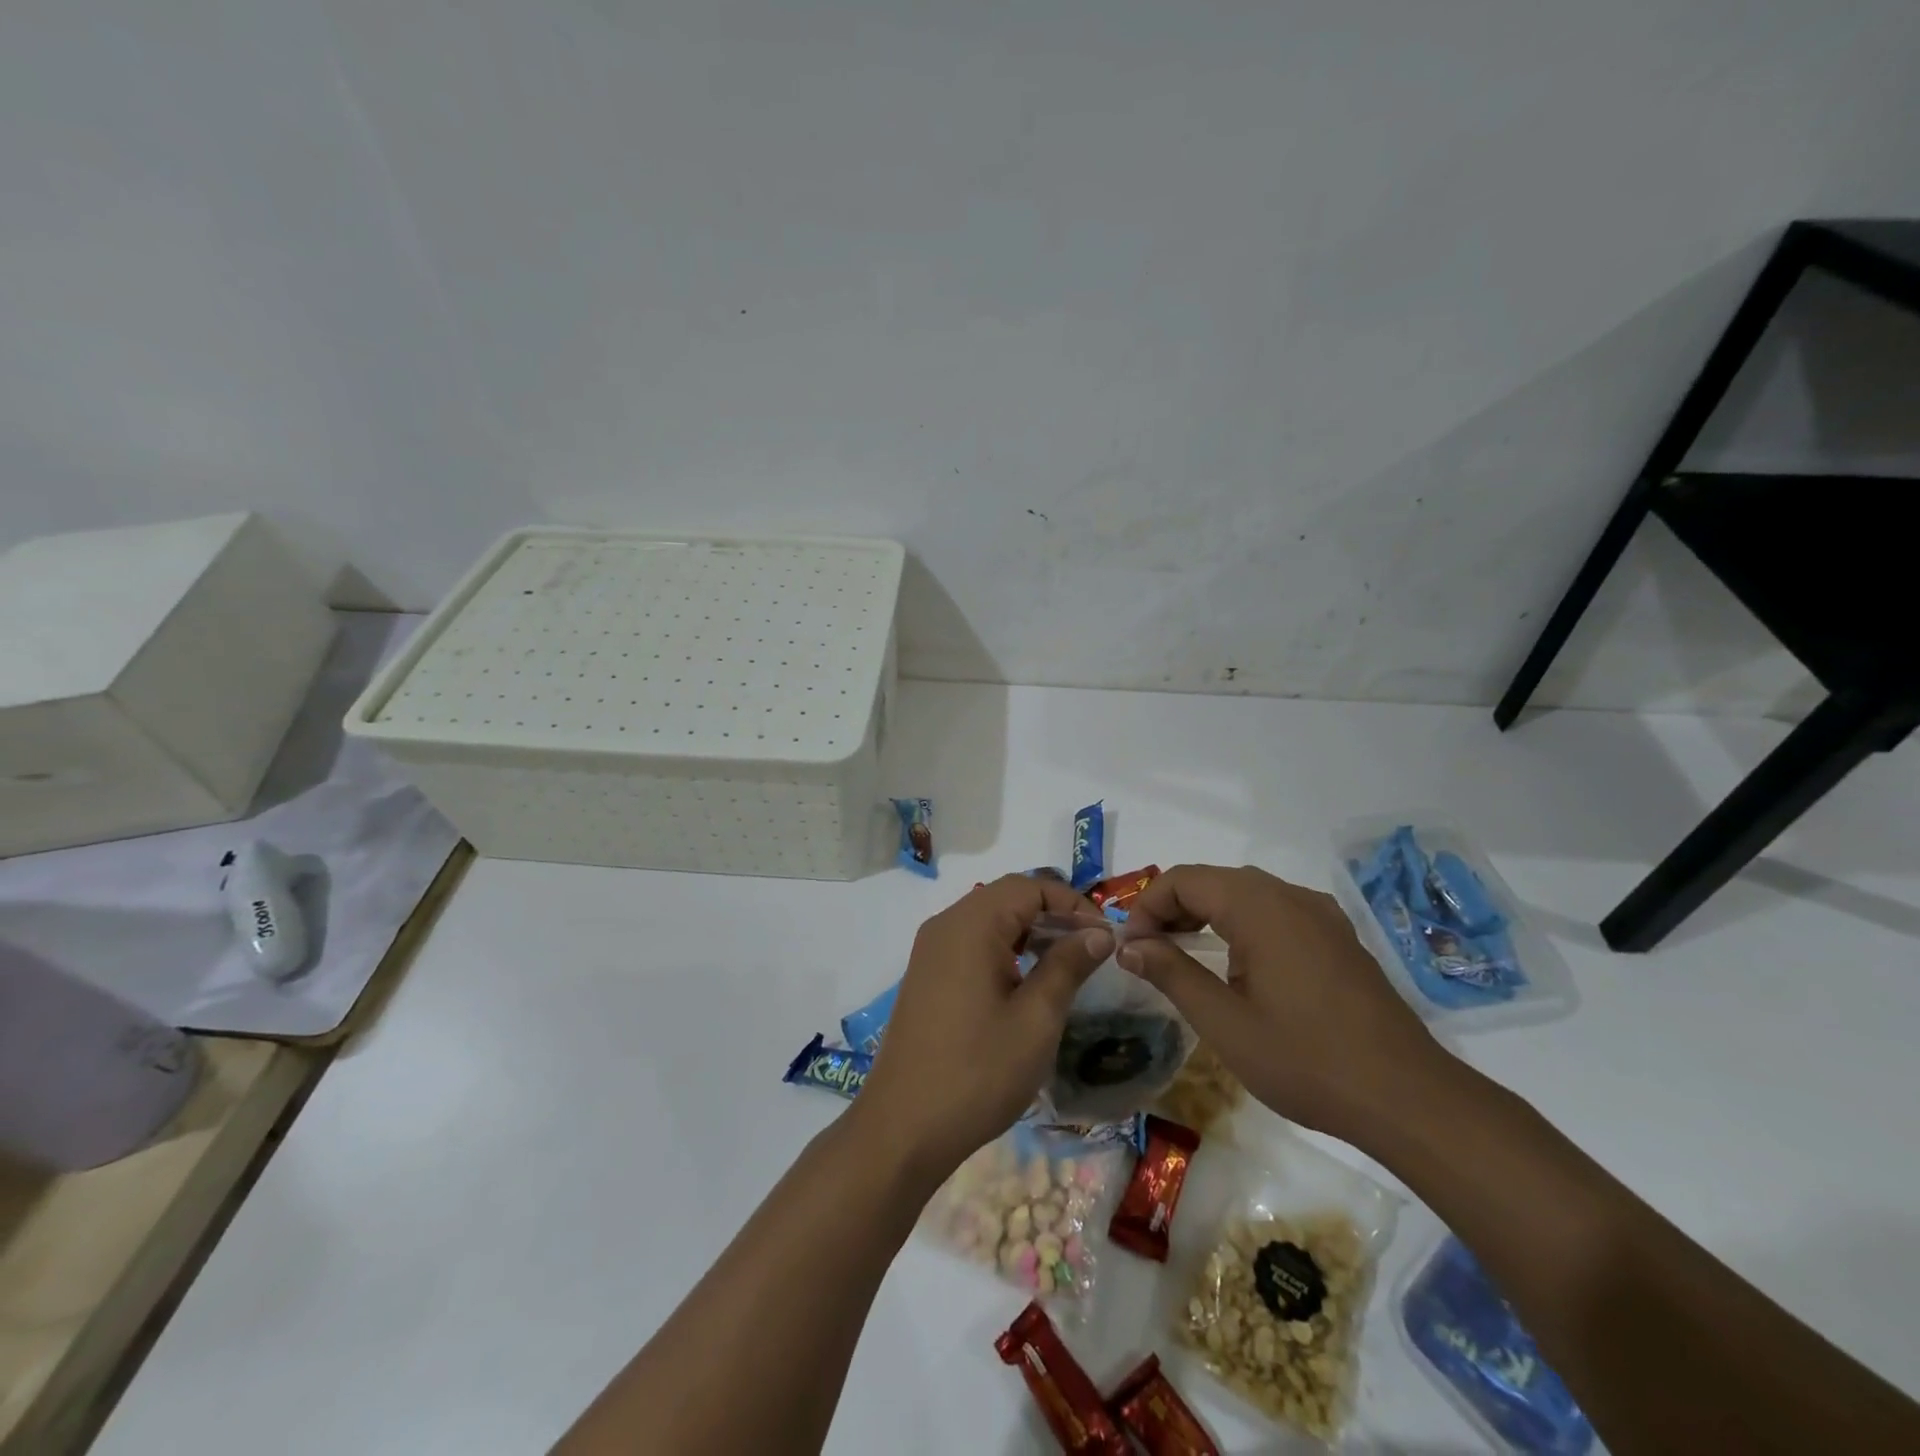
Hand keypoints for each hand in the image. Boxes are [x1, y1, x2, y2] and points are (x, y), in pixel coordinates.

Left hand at [857, 875, 1113, 1180]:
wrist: (903, 1127)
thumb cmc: (977, 1071)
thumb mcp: (1036, 1020)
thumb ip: (1067, 966)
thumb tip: (1099, 933)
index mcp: (971, 925)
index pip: (1029, 886)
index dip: (1072, 904)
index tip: (1104, 938)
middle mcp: (945, 925)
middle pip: (1007, 897)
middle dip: (1052, 915)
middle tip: (1089, 951)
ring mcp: (930, 951)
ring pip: (989, 920)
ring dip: (1029, 932)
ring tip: (1064, 966)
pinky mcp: (926, 976)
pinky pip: (971, 943)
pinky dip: (1004, 950)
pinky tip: (1025, 984)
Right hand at [1118, 864, 1452, 1143]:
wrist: (1407, 1098)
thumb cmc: (1305, 1060)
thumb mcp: (1224, 1022)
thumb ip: (1171, 973)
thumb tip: (1129, 945)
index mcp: (1259, 907)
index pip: (1184, 879)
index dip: (1147, 906)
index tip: (1131, 948)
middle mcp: (1291, 896)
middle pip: (1214, 881)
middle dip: (1173, 908)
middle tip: (1149, 952)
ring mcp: (1321, 915)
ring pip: (1246, 893)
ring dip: (1206, 914)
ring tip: (1183, 955)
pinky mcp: (1338, 938)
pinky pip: (1276, 911)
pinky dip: (1241, 923)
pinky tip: (1238, 963)